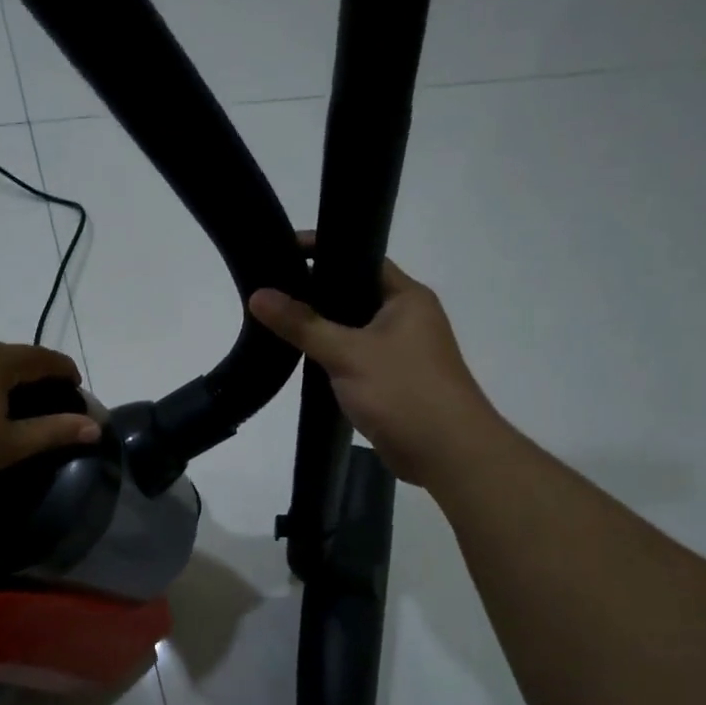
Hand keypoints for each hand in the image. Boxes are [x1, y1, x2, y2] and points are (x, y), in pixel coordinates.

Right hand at [249, 248, 497, 488]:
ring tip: (275, 320)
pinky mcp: (391, 381)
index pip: (361, 258)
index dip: (323, 250)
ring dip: (321, 327)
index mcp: (407, 298)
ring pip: (352, 328)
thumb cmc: (404, 391)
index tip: (282, 250)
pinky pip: (354, 357)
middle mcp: (406, 318)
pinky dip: (330, 355)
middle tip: (270, 287)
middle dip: (315, 291)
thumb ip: (302, 324)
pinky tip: (300, 358)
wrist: (447, 454)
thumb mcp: (347, 353)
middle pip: (354, 293)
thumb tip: (258, 295)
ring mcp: (400, 351)